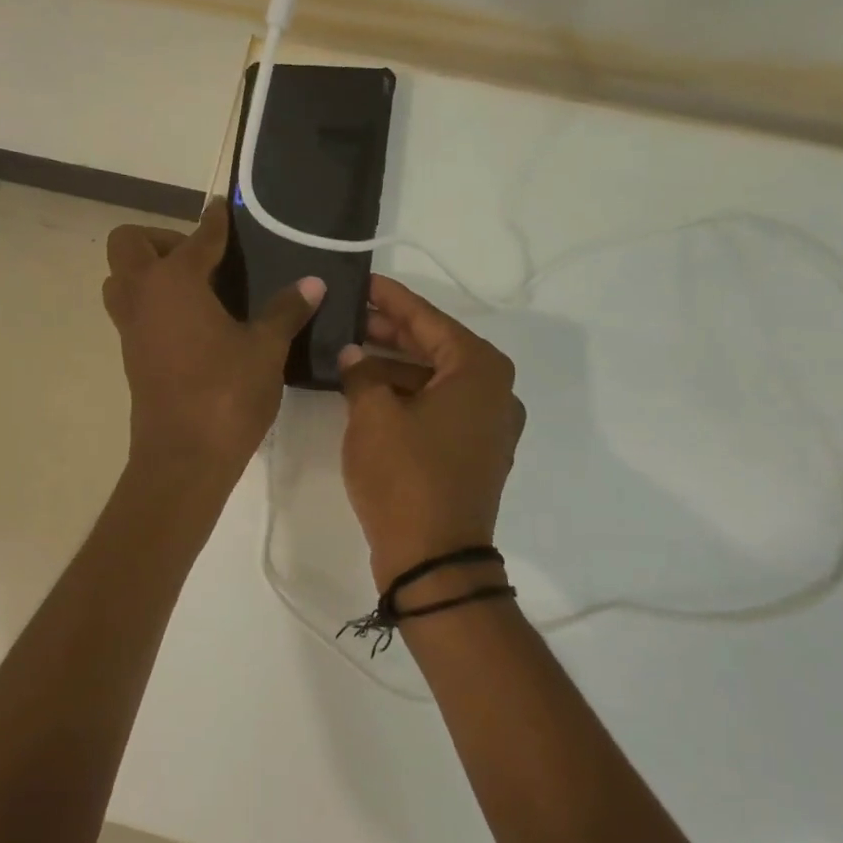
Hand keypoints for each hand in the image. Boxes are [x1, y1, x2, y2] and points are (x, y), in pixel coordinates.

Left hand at [102, 200, 323, 479]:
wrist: (184, 458)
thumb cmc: (226, 394)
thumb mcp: (266, 349)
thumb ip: (286, 310)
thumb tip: (313, 282)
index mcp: (174, 281)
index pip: (198, 238)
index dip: (215, 223)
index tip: (224, 212)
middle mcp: (143, 295)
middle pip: (129, 245)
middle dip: (161, 240)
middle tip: (202, 260)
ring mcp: (131, 328)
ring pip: (121, 280)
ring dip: (148, 273)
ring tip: (196, 290)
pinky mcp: (131, 356)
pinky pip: (132, 311)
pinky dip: (152, 303)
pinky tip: (193, 323)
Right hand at [338, 275, 523, 590]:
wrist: (434, 560)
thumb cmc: (405, 476)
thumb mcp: (373, 415)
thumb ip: (360, 373)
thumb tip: (353, 355)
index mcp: (479, 370)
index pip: (429, 319)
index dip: (391, 300)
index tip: (363, 282)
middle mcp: (494, 391)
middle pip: (436, 347)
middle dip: (391, 332)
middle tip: (349, 316)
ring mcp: (488, 426)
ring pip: (436, 379)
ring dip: (395, 366)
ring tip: (349, 353)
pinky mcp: (474, 453)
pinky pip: (439, 408)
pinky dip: (408, 396)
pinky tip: (369, 391)